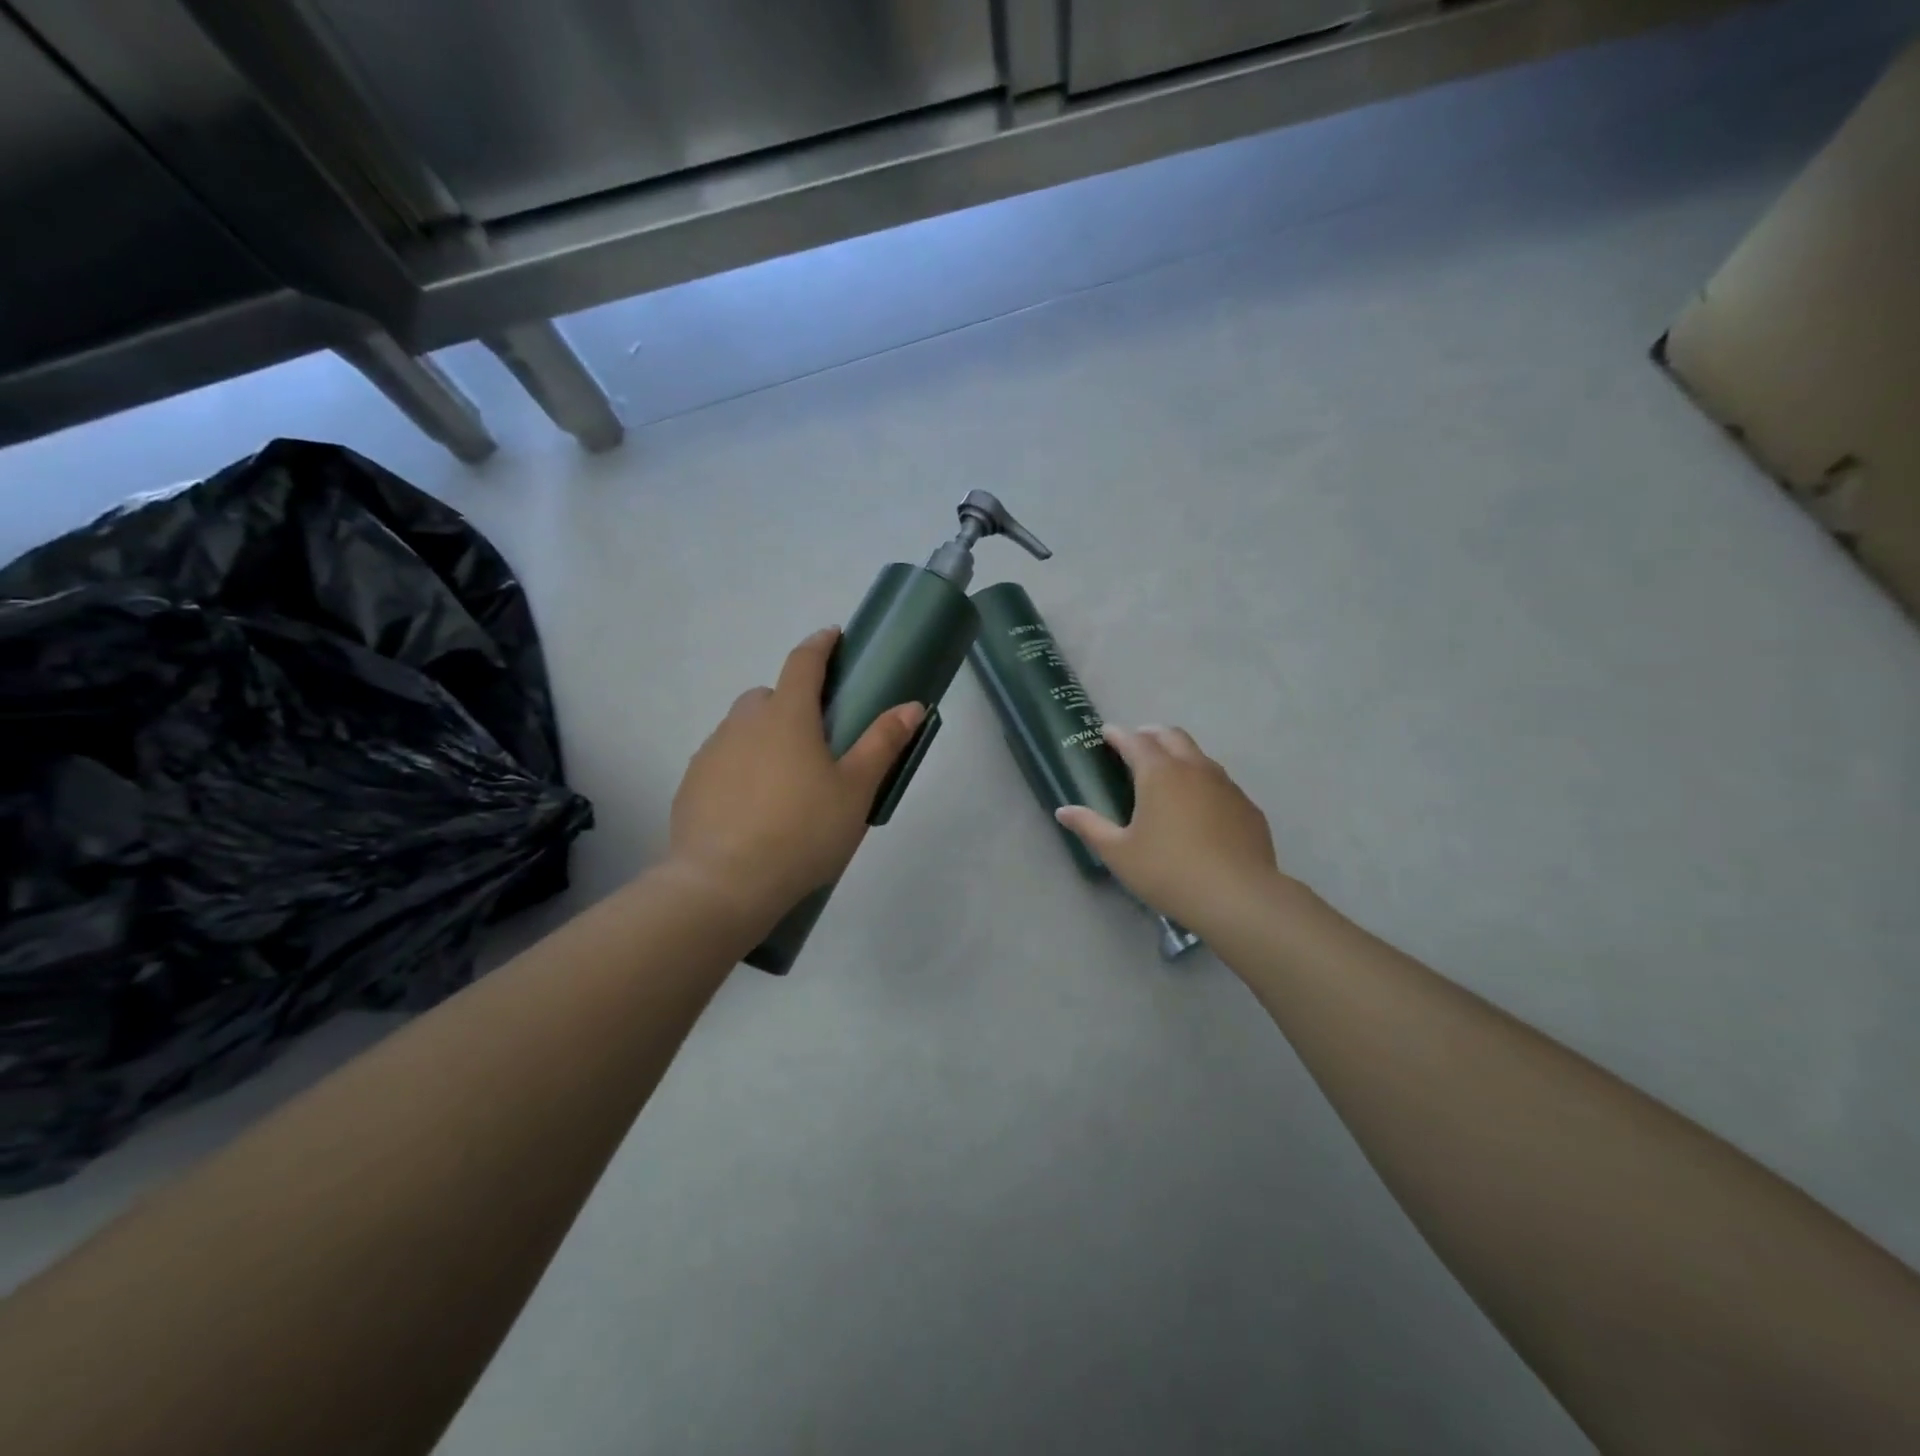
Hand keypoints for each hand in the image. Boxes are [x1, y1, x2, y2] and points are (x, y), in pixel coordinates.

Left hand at [668, 627, 924, 927]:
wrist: (724, 884)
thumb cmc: (802, 831)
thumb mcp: (855, 790)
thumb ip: (882, 744)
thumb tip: (911, 705)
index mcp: (787, 716)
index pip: (803, 662)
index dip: (820, 644)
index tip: (833, 636)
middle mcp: (743, 723)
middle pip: (768, 696)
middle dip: (791, 701)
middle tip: (815, 736)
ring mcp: (712, 753)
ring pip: (742, 729)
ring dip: (763, 737)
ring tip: (785, 781)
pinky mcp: (692, 785)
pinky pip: (722, 761)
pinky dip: (740, 768)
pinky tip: (753, 806)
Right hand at [1056, 726, 1283, 931]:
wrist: (1238, 897)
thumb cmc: (1168, 872)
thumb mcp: (1119, 853)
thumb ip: (1090, 827)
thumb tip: (1063, 811)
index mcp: (1159, 773)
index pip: (1134, 740)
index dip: (1118, 734)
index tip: (1106, 733)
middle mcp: (1194, 768)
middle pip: (1172, 736)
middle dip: (1151, 735)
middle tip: (1136, 745)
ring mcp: (1226, 785)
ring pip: (1200, 756)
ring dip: (1179, 755)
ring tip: (1167, 774)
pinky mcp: (1247, 806)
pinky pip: (1221, 783)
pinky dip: (1203, 782)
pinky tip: (1199, 808)